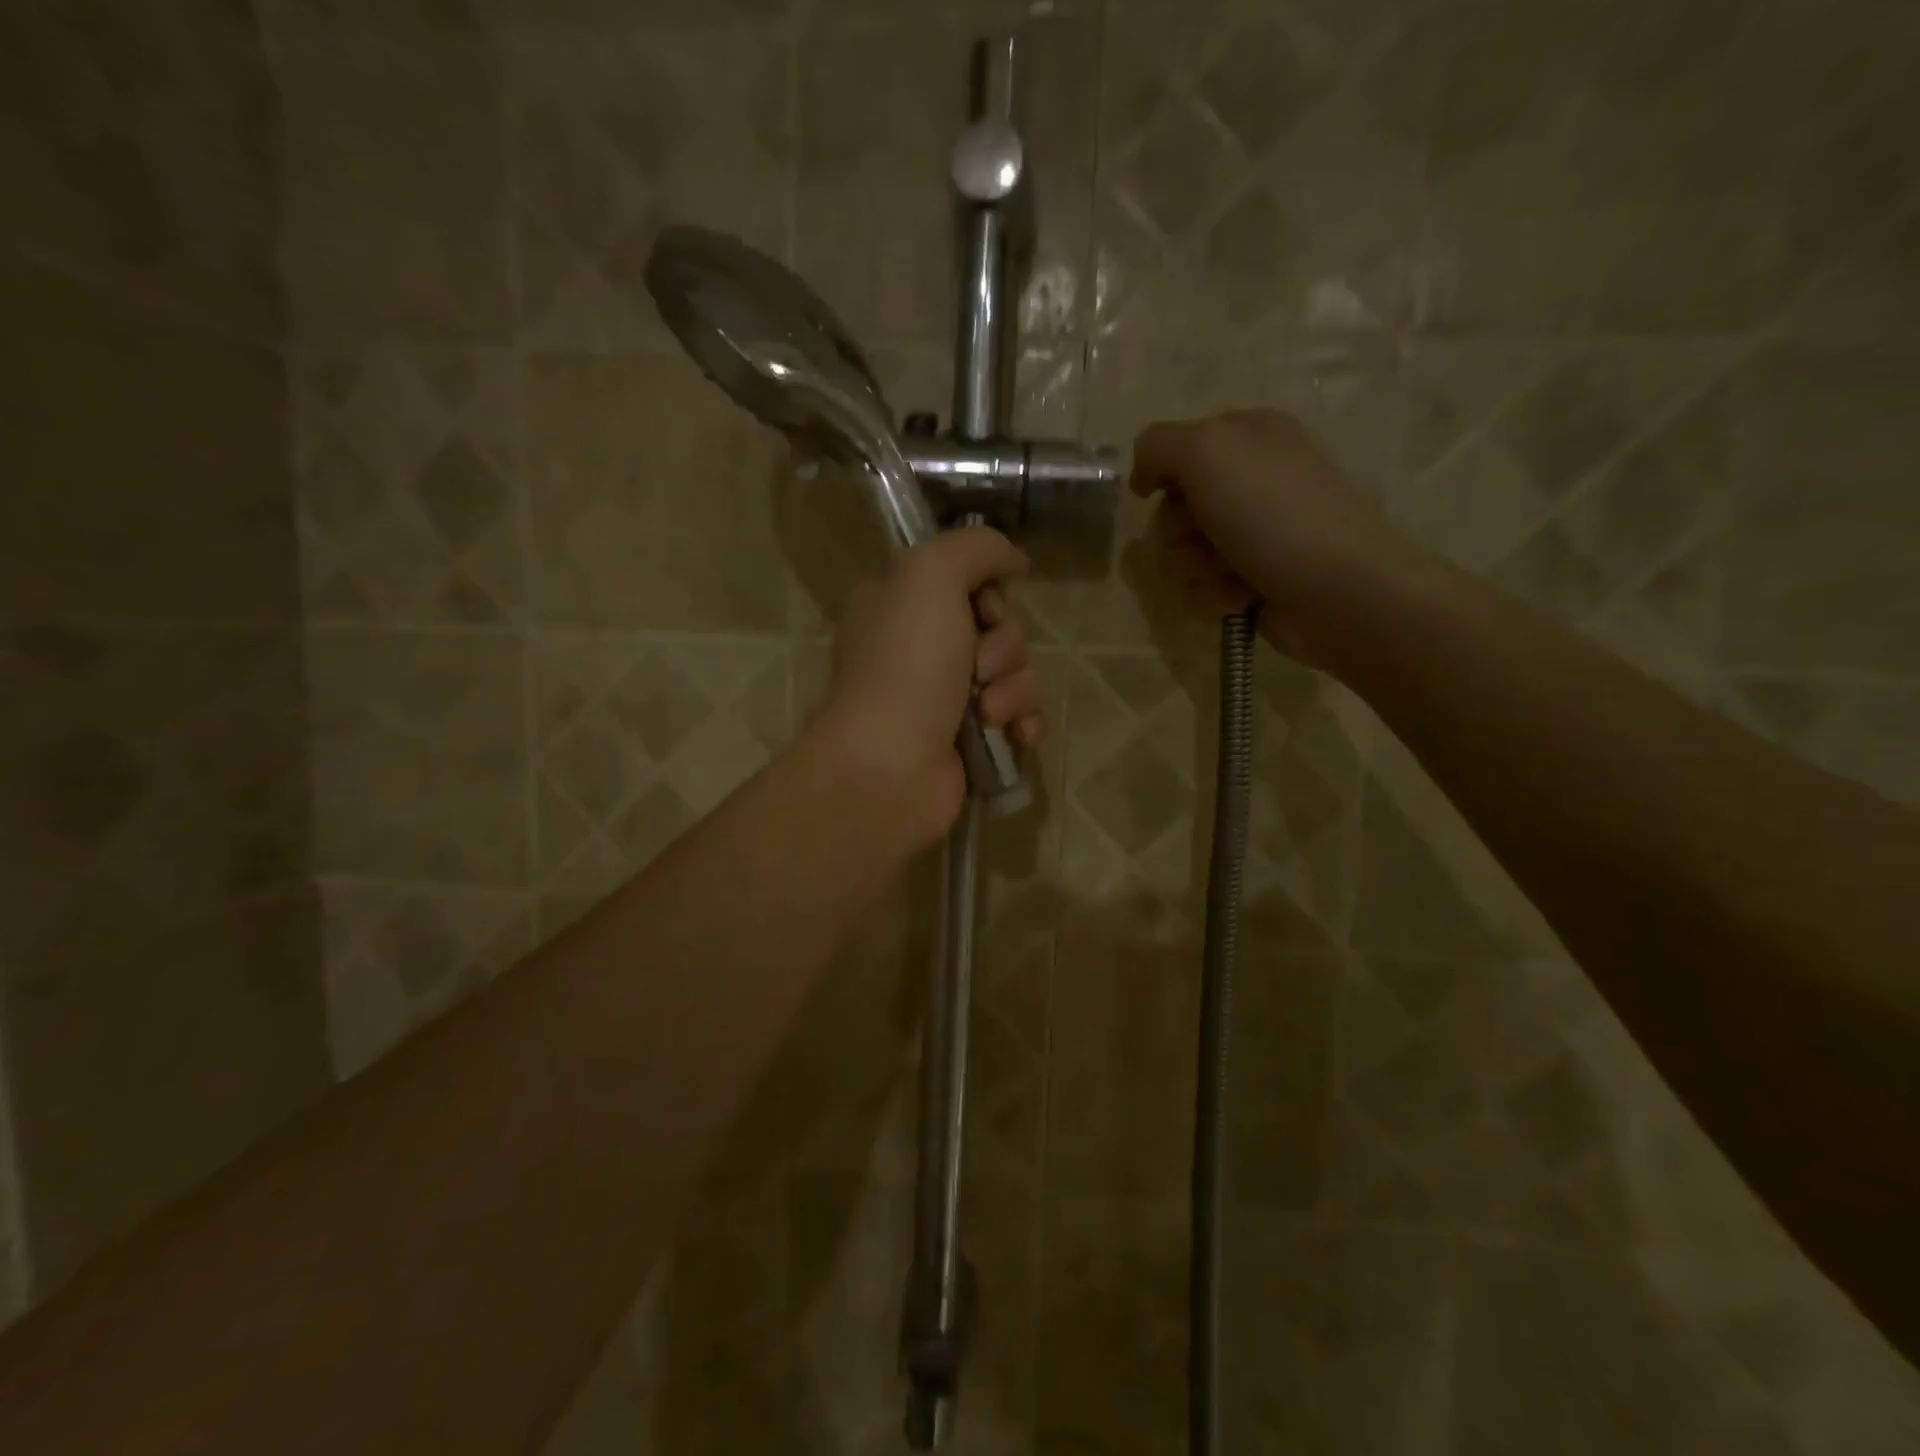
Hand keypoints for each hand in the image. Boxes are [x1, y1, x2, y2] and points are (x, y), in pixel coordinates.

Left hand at [817, 528, 1040, 841]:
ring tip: (986, 712)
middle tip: (977, 667)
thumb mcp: (930, 574)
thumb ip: (976, 547)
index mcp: (902, 605)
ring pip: (1016, 673)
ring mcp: (947, 698)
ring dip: (1013, 689)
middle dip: (1003, 646)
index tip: (985, 608)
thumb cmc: (905, 664)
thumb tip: (1014, 561)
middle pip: (1000, 628)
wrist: (890, 767)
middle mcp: (922, 648)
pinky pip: (1021, 717)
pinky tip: (1014, 736)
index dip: (989, 592)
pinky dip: (1023, 723)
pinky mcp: (972, 741)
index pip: (969, 580)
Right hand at [1130, 410, 1421, 662]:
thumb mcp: (1207, 450)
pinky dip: (1216, 594)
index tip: (1164, 493)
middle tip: (1206, 536)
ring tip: (1229, 571)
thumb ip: (1157, 446)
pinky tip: (1243, 596)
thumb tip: (1142, 477)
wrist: (1337, 590)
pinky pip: (1204, 587)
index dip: (1164, 475)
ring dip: (1196, 567)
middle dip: (1179, 529)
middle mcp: (1251, 481)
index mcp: (1248, 436)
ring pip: (1183, 553)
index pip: (1176, 449)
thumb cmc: (1272, 513)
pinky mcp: (1252, 580)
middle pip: (1174, 507)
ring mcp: (1254, 534)